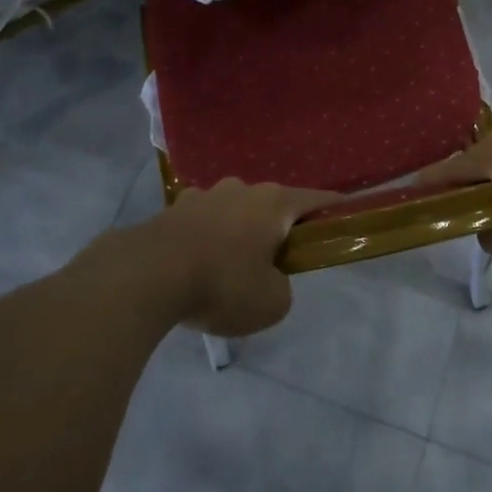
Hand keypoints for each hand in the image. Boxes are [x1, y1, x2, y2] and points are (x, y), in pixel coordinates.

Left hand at [153, 180, 335, 336]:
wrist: (147, 276)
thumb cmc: (222, 284)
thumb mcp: (272, 302)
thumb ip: (282, 287)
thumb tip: (268, 279)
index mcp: (274, 203)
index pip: (316, 200)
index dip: (334, 209)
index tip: (344, 216)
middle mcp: (241, 189)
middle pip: (271, 205)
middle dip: (277, 228)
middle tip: (276, 261)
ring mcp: (203, 195)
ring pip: (233, 211)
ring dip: (238, 231)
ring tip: (230, 265)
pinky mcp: (172, 209)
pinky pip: (201, 222)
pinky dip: (206, 238)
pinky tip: (196, 264)